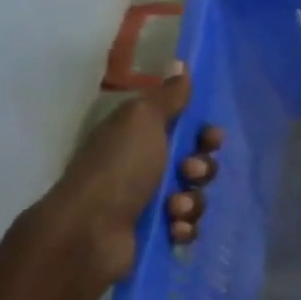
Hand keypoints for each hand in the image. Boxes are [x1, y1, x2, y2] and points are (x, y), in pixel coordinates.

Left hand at [42, 62, 223, 286]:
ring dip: (192, 201)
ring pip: (194, 197)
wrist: (89, 233)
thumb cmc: (118, 169)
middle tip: (189, 172)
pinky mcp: (154, 234)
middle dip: (202, 169)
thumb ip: (167, 97)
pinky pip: (187, 227)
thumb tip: (181, 65)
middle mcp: (142, 167)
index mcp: (137, 137)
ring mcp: (147, 203)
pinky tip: (174, 229)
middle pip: (195, 164)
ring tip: (175, 209)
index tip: (211, 138)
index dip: (203, 134)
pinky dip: (184, 227)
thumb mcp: (142, 121)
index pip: (184, 130)